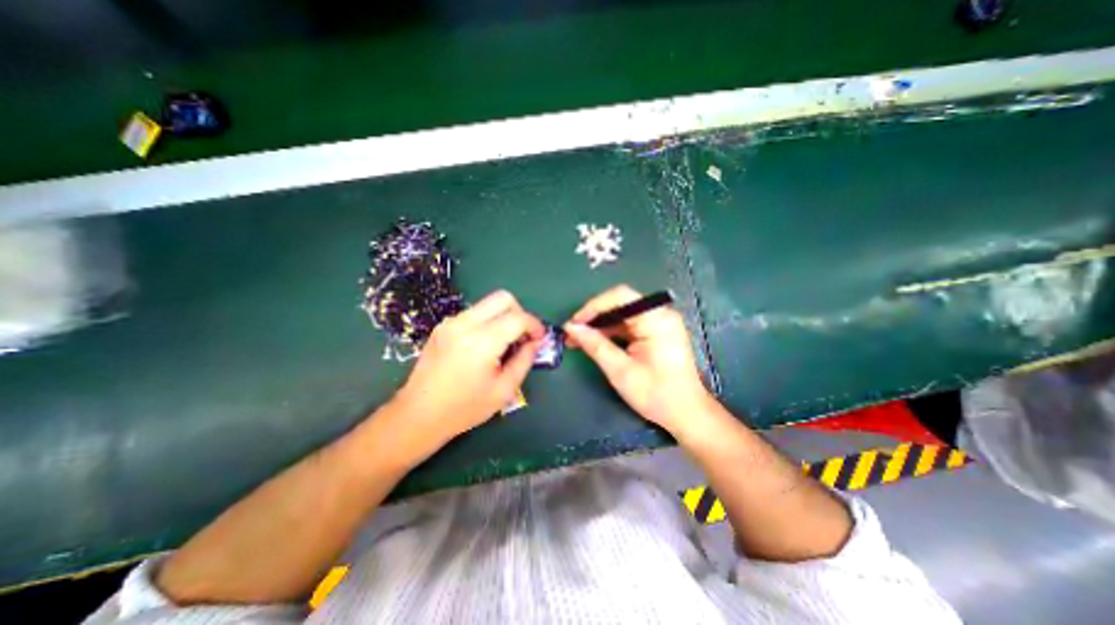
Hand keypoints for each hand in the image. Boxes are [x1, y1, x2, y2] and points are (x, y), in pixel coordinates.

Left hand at [391, 291, 545, 444]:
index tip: (540, 338)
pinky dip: (488, 321)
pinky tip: (485, 345)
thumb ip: (524, 361)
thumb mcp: (504, 390)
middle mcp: (465, 324)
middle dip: (520, 313)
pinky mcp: (443, 326)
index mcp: (481, 342)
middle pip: (503, 298)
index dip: (535, 325)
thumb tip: (535, 342)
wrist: (418, 415)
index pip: (518, 317)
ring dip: (503, 317)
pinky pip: (474, 313)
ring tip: (504, 342)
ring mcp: (450, 322)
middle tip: (522, 336)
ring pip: (487, 303)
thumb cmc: (464, 408)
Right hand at [567, 284, 713, 433]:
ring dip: (600, 325)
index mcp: (657, 319)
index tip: (574, 323)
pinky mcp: (656, 332)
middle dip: (594, 317)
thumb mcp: (620, 371)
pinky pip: (628, 324)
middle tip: (572, 333)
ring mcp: (659, 322)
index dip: (593, 306)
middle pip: (620, 304)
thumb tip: (571, 328)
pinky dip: (611, 332)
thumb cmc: (656, 394)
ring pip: (621, 314)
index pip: (620, 296)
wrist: (686, 413)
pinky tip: (595, 342)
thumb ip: (595, 345)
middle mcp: (660, 314)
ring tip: (578, 339)